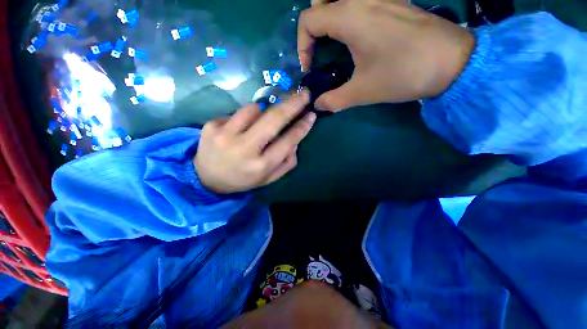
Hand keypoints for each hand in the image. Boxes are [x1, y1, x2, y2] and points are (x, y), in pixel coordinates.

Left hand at [195, 92, 315, 193]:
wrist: (206, 179)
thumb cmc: (243, 179)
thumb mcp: (269, 178)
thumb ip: (286, 162)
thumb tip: (295, 140)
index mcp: (260, 165)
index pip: (287, 141)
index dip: (301, 127)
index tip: (311, 115)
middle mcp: (244, 149)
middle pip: (273, 119)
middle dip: (292, 104)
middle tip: (304, 93)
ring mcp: (225, 135)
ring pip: (253, 108)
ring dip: (262, 112)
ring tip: (258, 124)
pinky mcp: (211, 125)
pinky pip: (236, 113)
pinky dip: (244, 118)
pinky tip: (238, 130)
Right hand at [298, 0, 473, 111]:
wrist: (452, 62)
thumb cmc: (403, 74)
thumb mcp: (362, 92)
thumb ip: (334, 100)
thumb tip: (318, 105)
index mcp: (350, 17)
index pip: (309, 20)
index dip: (302, 45)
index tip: (310, 67)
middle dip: (314, 22)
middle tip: (319, 46)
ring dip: (331, 13)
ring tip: (334, 39)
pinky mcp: (394, 2)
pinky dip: (349, 11)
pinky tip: (357, 33)